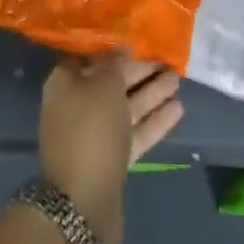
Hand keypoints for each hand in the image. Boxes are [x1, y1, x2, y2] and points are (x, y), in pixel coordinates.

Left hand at [38, 54, 182, 243]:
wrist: (84, 201)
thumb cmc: (91, 131)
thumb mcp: (103, 86)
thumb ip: (114, 64)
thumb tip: (120, 49)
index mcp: (65, 83)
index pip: (92, 58)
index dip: (116, 50)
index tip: (142, 42)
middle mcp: (77, 105)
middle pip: (111, 83)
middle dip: (139, 72)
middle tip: (169, 62)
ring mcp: (94, 135)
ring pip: (126, 108)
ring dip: (151, 94)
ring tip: (178, 80)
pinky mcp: (112, 159)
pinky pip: (134, 132)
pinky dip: (153, 121)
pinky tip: (178, 109)